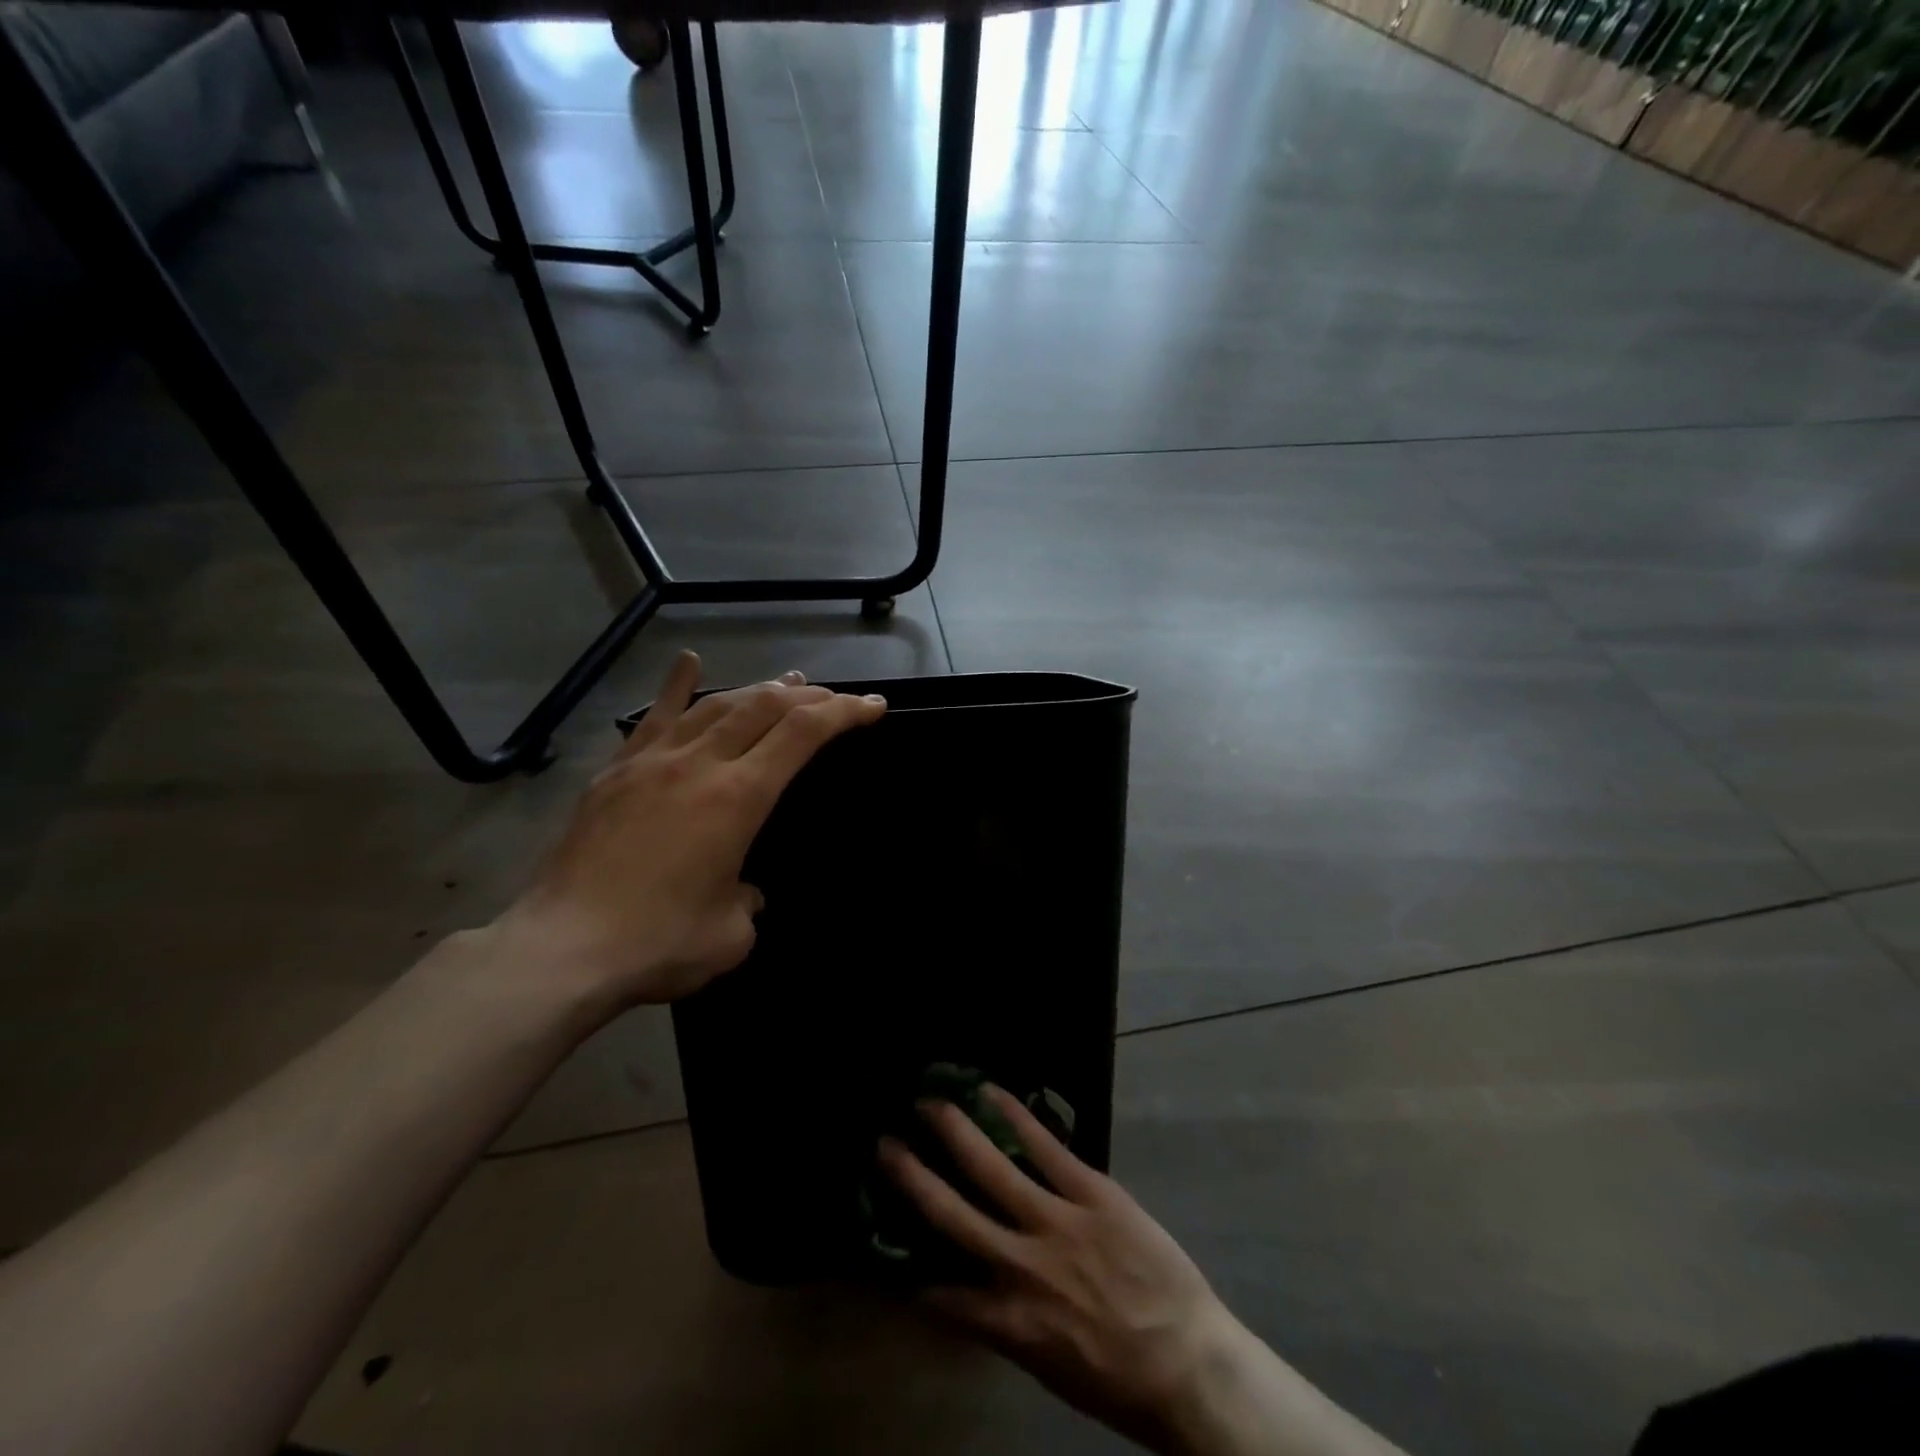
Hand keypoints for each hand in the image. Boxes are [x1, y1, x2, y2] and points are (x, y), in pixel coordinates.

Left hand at [491, 651, 885, 1007]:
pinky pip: (654, 718)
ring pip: (716, 705)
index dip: (845, 712)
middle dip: (810, 696)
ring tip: (786, 684)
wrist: (561, 950)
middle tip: (836, 699)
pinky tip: (689, 663)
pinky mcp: (616, 772)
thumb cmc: (658, 943)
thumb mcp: (732, 936)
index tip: (873, 707)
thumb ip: (749, 902)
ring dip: (758, 690)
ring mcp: (653, 762)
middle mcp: (700, 764)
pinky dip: (678, 687)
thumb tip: (742, 889)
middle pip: (764, 706)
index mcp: (738, 797)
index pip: (803, 733)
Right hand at [878, 1087, 1242, 1453]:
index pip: (939, 1291)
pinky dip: (1015, 1115)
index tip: (881, 1236)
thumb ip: (1005, 1320)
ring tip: (928, 1102)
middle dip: (912, 1175)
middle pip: (950, 1213)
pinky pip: (1045, 1146)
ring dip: (955, 1131)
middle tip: (884, 1141)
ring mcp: (1056, 1222)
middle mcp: (1018, 1266)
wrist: (1189, 1363)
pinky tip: (991, 1091)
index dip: (905, 1266)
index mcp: (1005, 1320)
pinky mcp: (1091, 1192)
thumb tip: (971, 1288)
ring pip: (991, 1167)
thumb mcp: (1048, 1366)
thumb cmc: (1119, 1377)